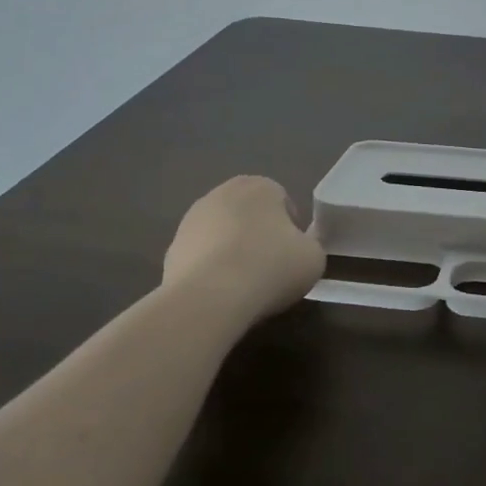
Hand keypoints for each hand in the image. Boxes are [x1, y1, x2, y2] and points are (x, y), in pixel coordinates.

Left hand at [162, 175, 325, 324]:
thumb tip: (298, 250)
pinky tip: (219, 295)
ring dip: (232, 252)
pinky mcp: (171, 249)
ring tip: (243, 286)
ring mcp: (192, 220)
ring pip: (223, 234)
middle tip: (270, 269)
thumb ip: (310, 246)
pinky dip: (210, 271)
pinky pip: (201, 258)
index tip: (293, 256)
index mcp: (261, 186)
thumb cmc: (270, 268)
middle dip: (259, 236)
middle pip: (249, 215)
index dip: (292, 230)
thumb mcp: (313, 258)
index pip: (283, 202)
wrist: (210, 298)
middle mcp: (223, 193)